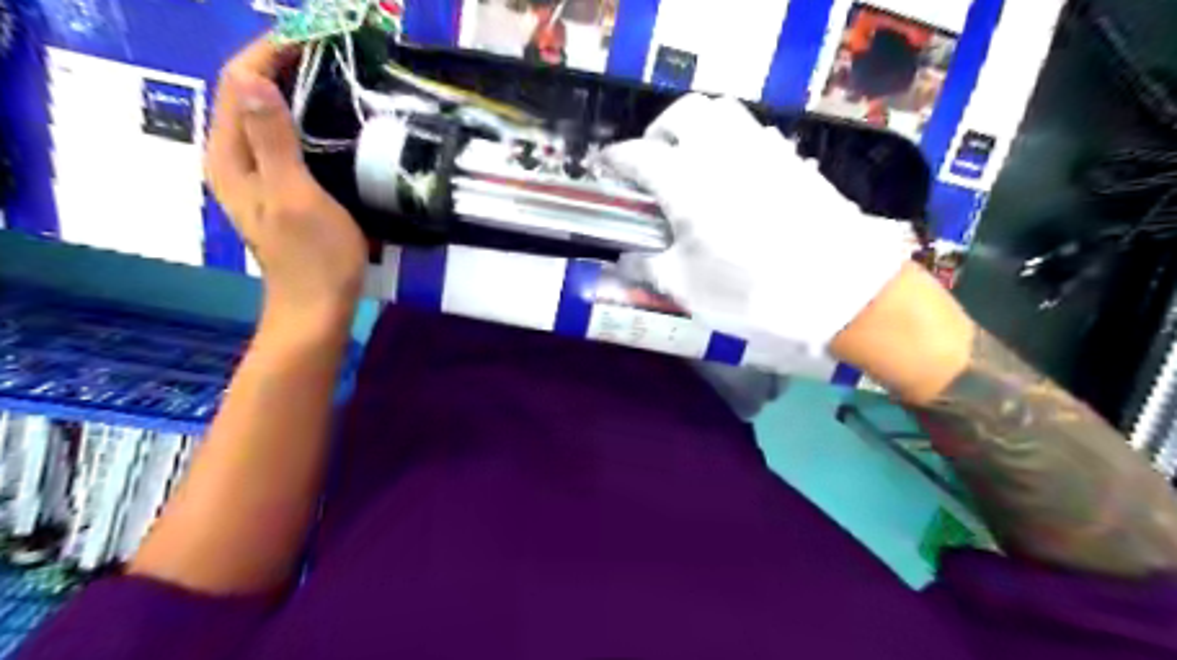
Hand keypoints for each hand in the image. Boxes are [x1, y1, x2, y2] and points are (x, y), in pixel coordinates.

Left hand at [205, 36, 366, 321]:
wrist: (318, 306)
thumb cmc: (313, 257)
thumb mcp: (295, 196)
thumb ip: (274, 141)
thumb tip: (257, 79)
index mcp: (230, 156)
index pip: (239, 82)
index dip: (269, 52)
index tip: (313, 36)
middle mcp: (234, 158)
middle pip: (249, 94)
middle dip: (281, 63)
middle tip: (329, 51)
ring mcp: (257, 173)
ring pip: (266, 114)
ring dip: (293, 88)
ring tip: (333, 75)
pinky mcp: (280, 186)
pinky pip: (284, 137)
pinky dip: (303, 117)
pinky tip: (330, 118)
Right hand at [603, 94, 913, 354]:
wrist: (840, 290)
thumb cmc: (752, 293)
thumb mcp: (687, 288)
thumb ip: (648, 268)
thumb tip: (624, 261)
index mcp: (685, 181)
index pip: (637, 155)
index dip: (615, 161)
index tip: (605, 170)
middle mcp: (721, 151)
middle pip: (682, 114)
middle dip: (659, 131)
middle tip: (653, 162)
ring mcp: (762, 149)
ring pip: (721, 112)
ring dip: (697, 128)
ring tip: (692, 162)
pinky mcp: (792, 159)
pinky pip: (753, 131)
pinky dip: (731, 140)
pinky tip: (734, 175)